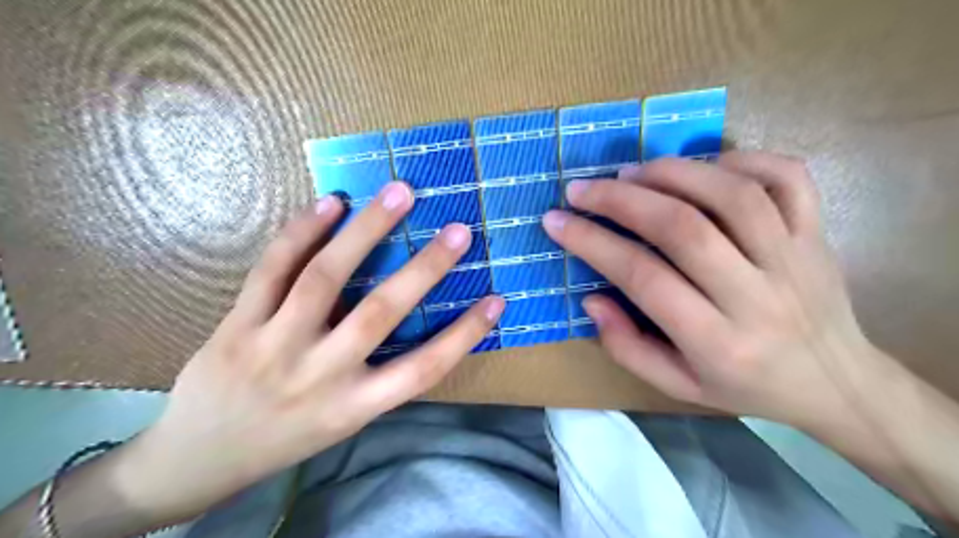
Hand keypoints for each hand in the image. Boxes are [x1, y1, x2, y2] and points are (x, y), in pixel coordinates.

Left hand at [111, 181, 501, 521]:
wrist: (198, 459)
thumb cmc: (287, 437)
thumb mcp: (343, 420)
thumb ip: (378, 376)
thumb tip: (415, 320)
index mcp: (354, 406)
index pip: (423, 369)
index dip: (465, 334)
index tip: (497, 300)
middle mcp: (320, 375)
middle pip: (380, 314)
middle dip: (425, 269)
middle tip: (458, 230)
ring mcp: (274, 345)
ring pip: (324, 278)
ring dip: (366, 231)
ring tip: (399, 194)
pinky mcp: (237, 324)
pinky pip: (271, 269)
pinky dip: (302, 231)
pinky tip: (330, 203)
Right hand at [543, 151, 879, 429]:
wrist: (837, 383)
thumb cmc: (746, 386)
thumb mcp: (677, 386)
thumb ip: (627, 347)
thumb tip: (591, 298)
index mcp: (718, 342)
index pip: (643, 278)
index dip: (592, 243)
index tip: (556, 222)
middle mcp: (757, 295)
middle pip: (684, 228)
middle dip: (622, 200)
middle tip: (583, 189)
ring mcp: (794, 258)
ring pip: (731, 195)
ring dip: (671, 173)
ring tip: (631, 172)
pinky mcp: (817, 233)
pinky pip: (787, 178)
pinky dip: (742, 159)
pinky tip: (704, 167)